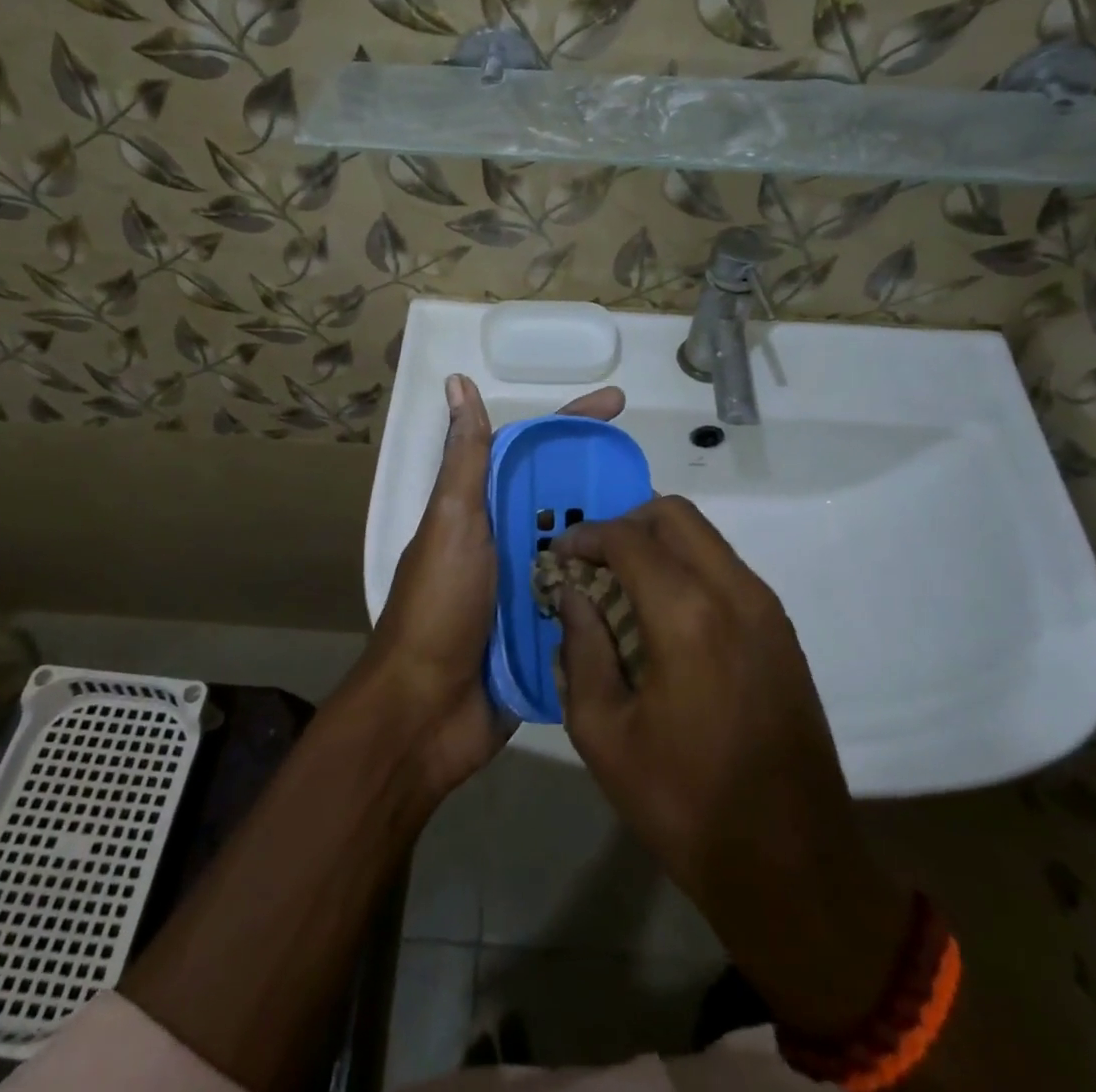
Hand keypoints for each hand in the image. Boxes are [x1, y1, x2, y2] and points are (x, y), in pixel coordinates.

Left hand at [362, 373, 623, 798]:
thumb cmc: (439, 607)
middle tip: (659, 483)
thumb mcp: (452, 522)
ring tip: (671, 531)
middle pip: (566, 501)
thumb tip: (457, 383)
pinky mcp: (546, 633)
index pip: (535, 453)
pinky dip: (614, 593)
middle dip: (608, 486)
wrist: (425, 712)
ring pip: (583, 551)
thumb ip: (465, 459)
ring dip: (618, 540)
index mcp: (485, 510)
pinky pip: (587, 603)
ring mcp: (529, 589)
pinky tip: (656, 587)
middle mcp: (509, 543)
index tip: (619, 405)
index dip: (574, 423)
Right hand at [553, 496, 913, 1036]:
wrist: (793, 864)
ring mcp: (766, 608)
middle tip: (592, 560)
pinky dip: (689, 568)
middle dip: (626, 523)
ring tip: (622, 585)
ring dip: (659, 544)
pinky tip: (664, 614)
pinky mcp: (782, 630)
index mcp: (686, 615)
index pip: (628, 538)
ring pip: (706, 538)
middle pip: (675, 515)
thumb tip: (572, 596)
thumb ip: (581, 650)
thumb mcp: (604, 734)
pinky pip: (727, 569)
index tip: (560, 554)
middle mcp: (734, 592)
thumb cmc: (684, 804)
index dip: (587, 536)